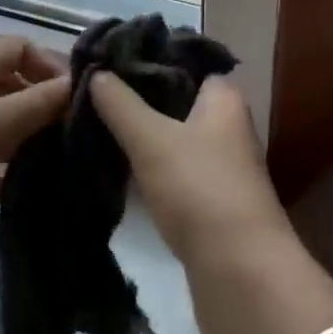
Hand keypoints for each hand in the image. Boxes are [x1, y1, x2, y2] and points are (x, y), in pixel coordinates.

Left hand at [0, 36, 68, 276]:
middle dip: (45, 109)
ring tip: (64, 172)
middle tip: (78, 141)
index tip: (79, 101)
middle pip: (13, 87)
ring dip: (28, 146)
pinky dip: (4, 178)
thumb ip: (41, 103)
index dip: (51, 67)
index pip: (21, 48)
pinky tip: (30, 200)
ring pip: (0, 129)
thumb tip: (83, 83)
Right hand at [88, 74, 289, 275]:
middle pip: (175, 97)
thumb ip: (121, 104)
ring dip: (141, 132)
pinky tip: (118, 164)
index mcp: (223, 96)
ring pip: (173, 134)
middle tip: (92, 93)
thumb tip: (96, 72)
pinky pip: (174, 167)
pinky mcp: (210, 199)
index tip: (105, 60)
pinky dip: (150, 163)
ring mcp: (221, 163)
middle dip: (137, 96)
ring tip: (96, 123)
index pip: (181, 60)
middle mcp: (227, 123)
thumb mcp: (151, 139)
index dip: (145, 57)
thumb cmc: (199, 189)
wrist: (240, 276)